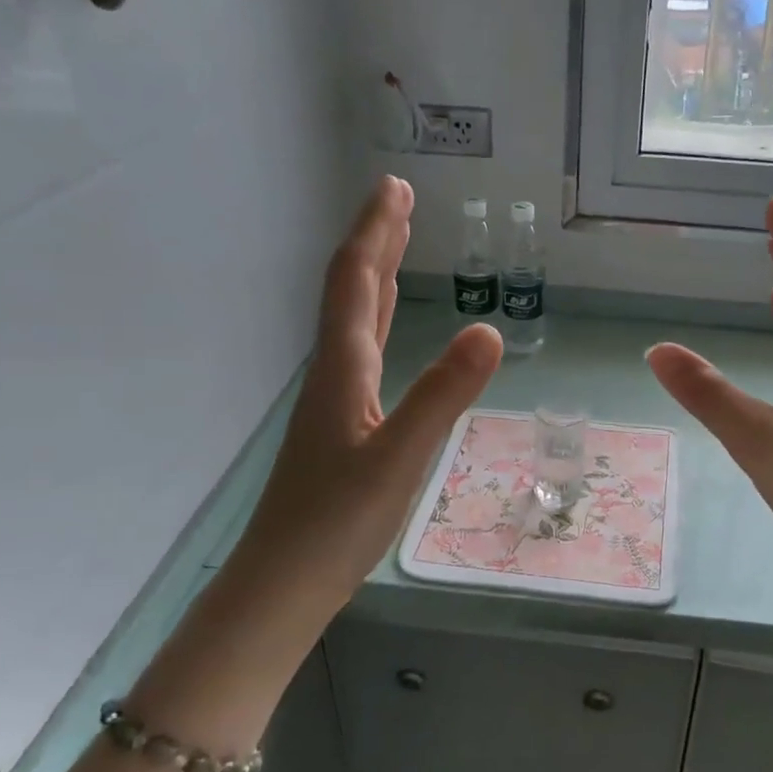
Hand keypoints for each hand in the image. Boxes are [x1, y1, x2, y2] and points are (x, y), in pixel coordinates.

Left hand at [242, 176, 501, 602]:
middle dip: (377, 240)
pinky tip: (387, 329)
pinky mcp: (343, 426)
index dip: (376, 231)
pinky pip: (363, 351)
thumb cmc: (336, 523)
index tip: (395, 186)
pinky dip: (379, 320)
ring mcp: (336, 400)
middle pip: (353, 290)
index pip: (358, 281)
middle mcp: (335, 372)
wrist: (283, 585)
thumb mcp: (399, 457)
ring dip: (377, 275)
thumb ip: (443, 395)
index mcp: (343, 368)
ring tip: (397, 243)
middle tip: (399, 198)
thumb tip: (489, 329)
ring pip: (356, 320)